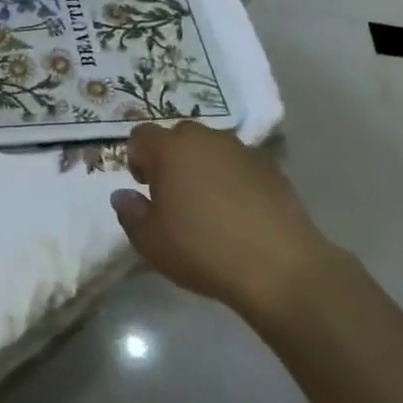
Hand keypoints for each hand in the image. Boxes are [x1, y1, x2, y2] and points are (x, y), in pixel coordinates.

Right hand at [112, 122, 333, 323]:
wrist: (280, 267)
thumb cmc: (203, 250)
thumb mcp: (151, 242)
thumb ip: (130, 213)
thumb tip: (123, 195)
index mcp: (170, 149)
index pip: (141, 135)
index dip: (136, 158)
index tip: (144, 187)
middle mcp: (206, 139)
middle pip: (178, 137)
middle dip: (171, 158)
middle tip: (173, 195)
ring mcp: (243, 150)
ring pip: (212, 148)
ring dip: (203, 166)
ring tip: (209, 204)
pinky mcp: (272, 168)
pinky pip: (240, 164)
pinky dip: (233, 178)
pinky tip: (239, 211)